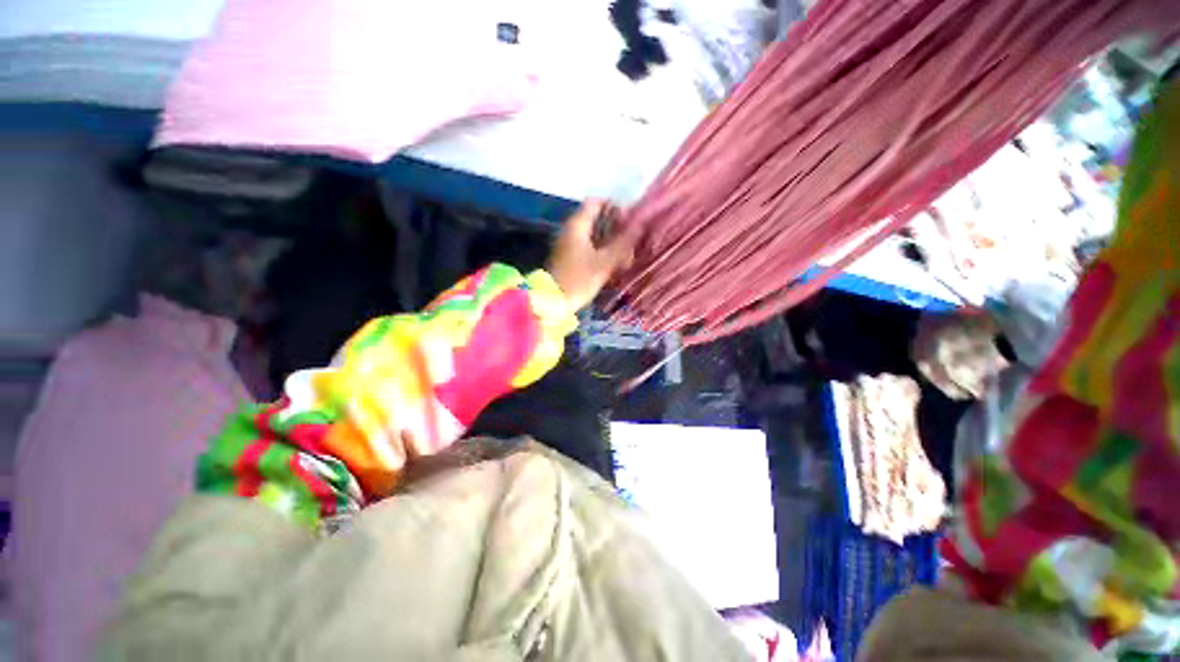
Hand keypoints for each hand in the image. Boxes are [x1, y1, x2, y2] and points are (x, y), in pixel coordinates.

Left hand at [547, 199, 634, 311]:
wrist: (553, 303)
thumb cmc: (578, 280)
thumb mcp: (604, 262)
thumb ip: (623, 242)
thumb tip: (640, 224)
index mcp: (577, 225)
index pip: (596, 202)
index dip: (615, 207)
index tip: (630, 220)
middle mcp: (572, 231)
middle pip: (597, 219)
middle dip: (617, 228)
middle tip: (633, 240)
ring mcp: (570, 245)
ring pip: (596, 235)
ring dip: (612, 242)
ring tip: (628, 255)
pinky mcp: (571, 258)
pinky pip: (591, 248)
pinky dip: (604, 252)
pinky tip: (616, 264)